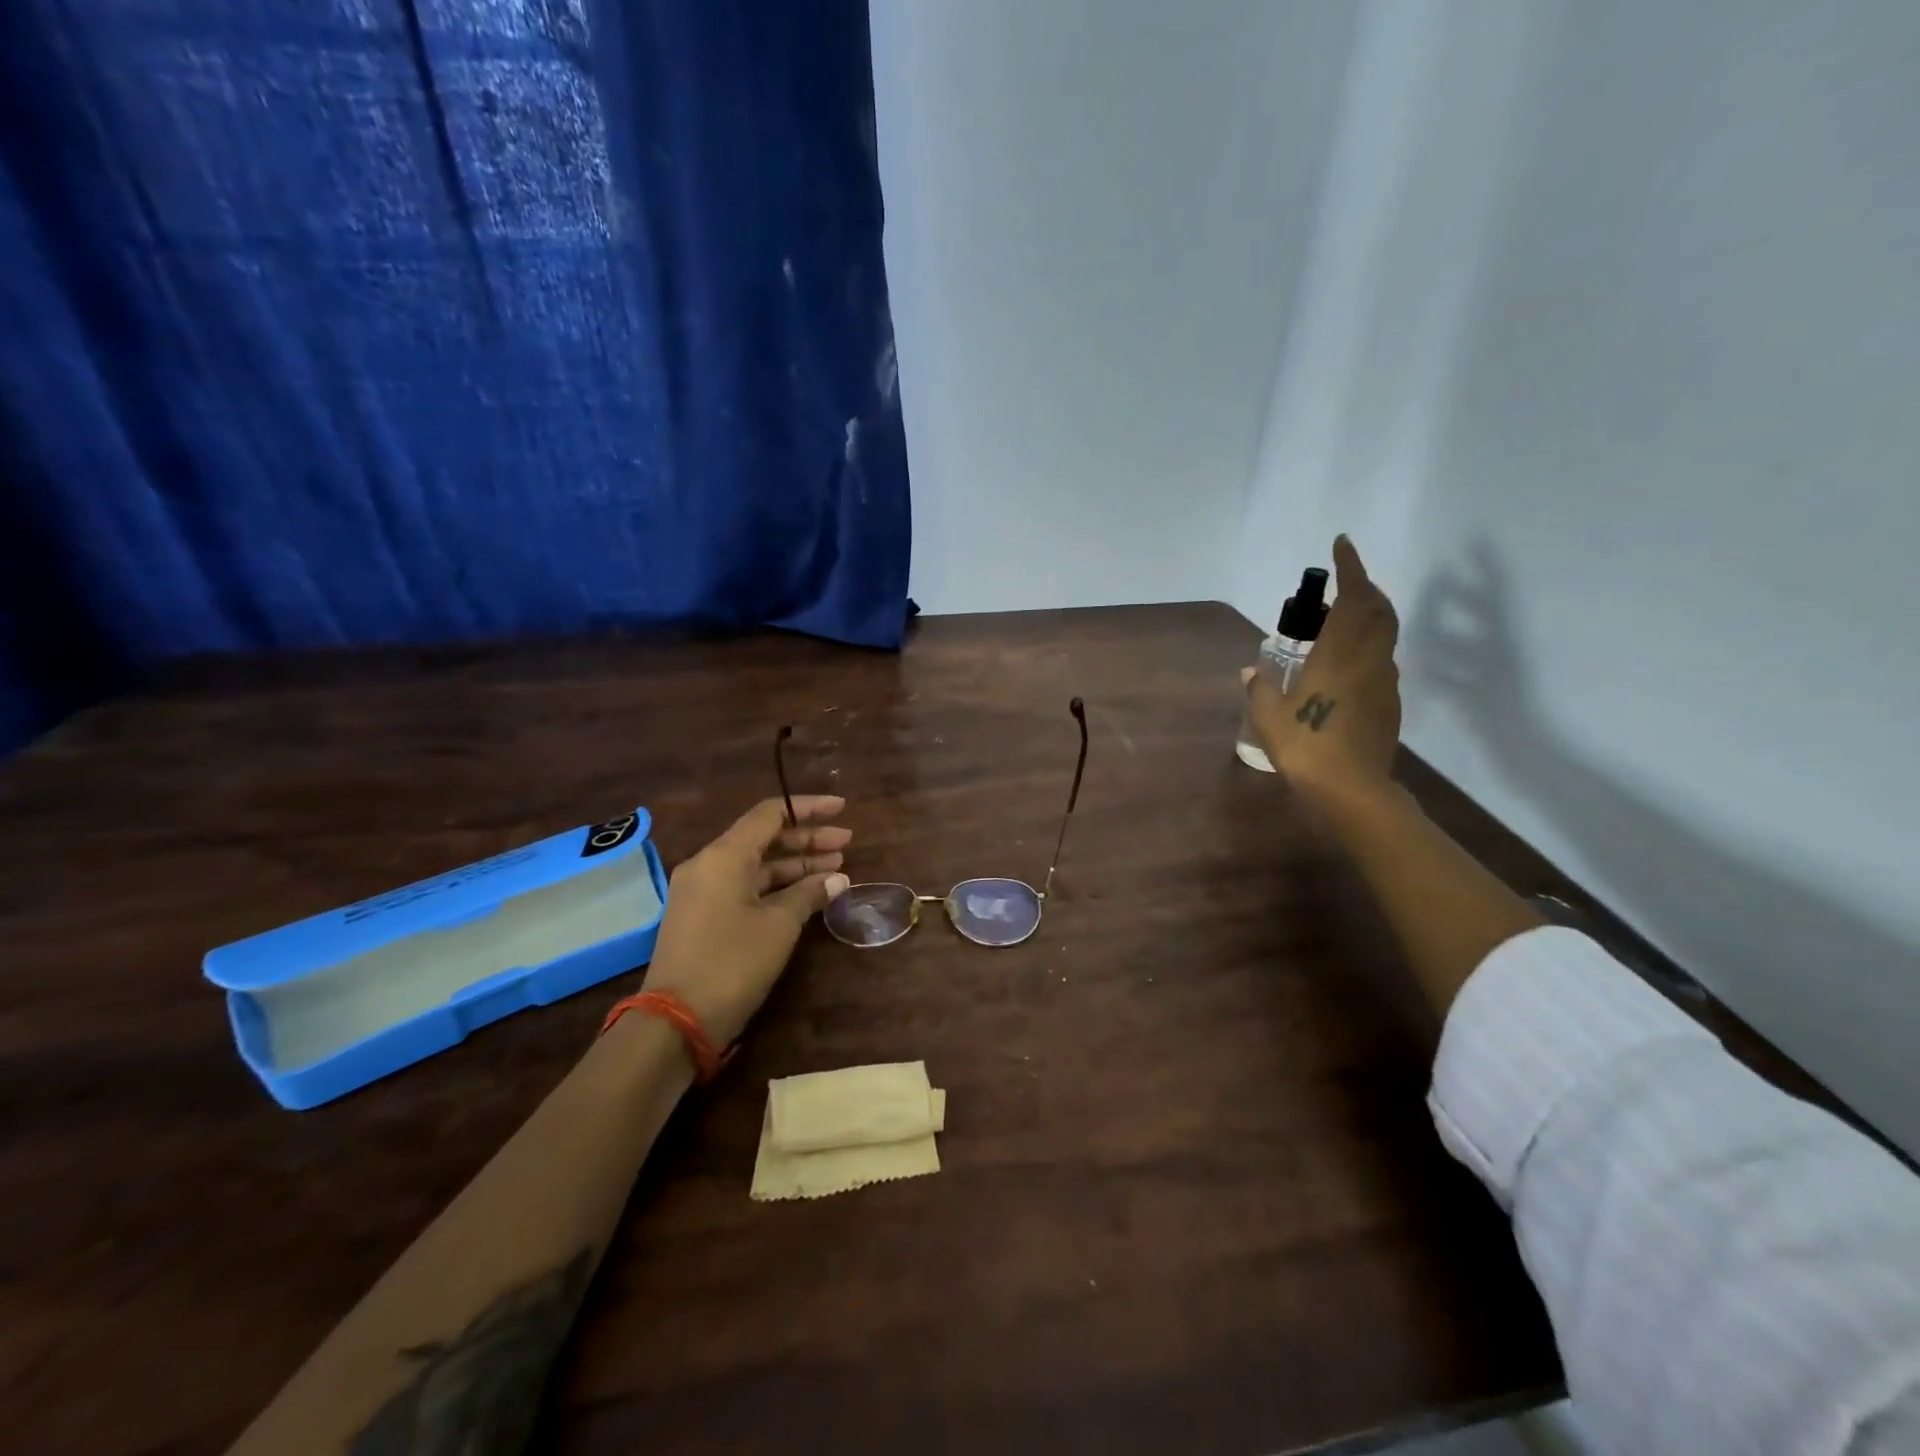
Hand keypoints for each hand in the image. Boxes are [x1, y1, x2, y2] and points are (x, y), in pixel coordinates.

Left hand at [640, 796, 851, 1046]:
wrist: (676, 1022)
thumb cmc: (732, 963)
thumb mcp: (779, 926)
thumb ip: (809, 894)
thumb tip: (837, 878)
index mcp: (724, 856)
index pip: (770, 814)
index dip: (809, 807)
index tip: (842, 809)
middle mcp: (709, 864)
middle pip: (764, 837)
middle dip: (807, 838)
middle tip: (846, 844)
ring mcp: (702, 891)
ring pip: (756, 864)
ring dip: (795, 864)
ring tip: (835, 868)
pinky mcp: (702, 915)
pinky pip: (745, 886)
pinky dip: (777, 885)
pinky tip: (807, 893)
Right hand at [1243, 535, 1402, 796]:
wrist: (1352, 789)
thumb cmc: (1305, 746)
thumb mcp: (1268, 717)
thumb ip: (1259, 688)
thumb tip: (1251, 670)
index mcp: (1338, 655)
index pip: (1354, 598)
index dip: (1351, 568)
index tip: (1342, 545)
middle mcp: (1368, 660)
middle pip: (1380, 610)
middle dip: (1366, 588)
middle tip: (1344, 583)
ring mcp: (1384, 682)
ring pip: (1384, 635)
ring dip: (1369, 618)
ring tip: (1341, 623)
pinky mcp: (1390, 703)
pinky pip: (1381, 662)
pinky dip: (1368, 648)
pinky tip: (1346, 667)